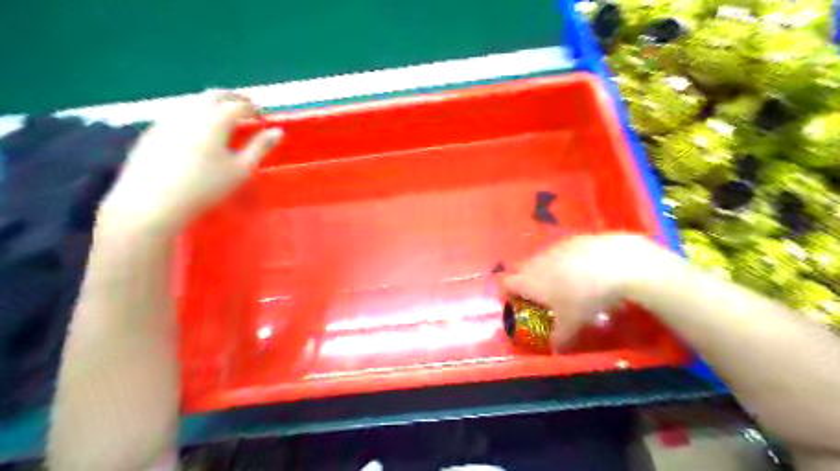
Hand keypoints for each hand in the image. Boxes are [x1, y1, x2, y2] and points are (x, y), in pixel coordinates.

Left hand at [100, 89, 283, 235]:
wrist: (152, 203)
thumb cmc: (204, 188)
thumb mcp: (240, 170)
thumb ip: (260, 148)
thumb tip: (278, 131)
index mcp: (213, 122)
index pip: (237, 105)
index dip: (253, 107)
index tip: (262, 114)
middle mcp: (189, 114)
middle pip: (213, 95)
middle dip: (232, 97)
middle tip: (246, 107)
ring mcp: (167, 120)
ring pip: (193, 102)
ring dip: (212, 104)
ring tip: (223, 117)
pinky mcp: (152, 132)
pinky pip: (178, 113)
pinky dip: (194, 114)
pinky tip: (197, 130)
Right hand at [500, 234, 674, 348]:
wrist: (620, 263)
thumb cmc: (586, 297)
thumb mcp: (573, 324)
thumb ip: (560, 338)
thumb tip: (555, 351)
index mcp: (529, 281)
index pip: (505, 283)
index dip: (507, 294)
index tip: (517, 304)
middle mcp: (537, 261)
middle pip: (522, 270)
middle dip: (528, 283)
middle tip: (543, 298)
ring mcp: (556, 247)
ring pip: (543, 259)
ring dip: (548, 271)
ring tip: (568, 285)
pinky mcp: (576, 238)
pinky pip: (564, 251)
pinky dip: (569, 261)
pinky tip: (588, 271)